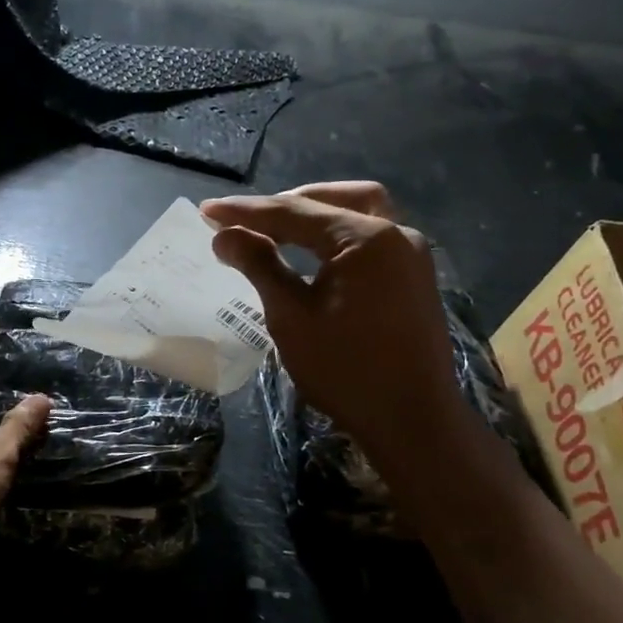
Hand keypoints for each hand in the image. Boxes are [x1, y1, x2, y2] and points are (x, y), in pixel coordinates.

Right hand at [200, 182, 472, 456]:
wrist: (413, 422)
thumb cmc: (346, 370)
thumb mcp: (291, 316)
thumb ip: (259, 265)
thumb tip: (224, 234)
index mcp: (366, 239)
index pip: (294, 212)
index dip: (247, 211)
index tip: (207, 211)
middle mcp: (396, 235)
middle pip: (334, 200)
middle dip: (287, 205)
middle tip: (247, 222)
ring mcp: (412, 256)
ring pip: (360, 213)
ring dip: (317, 215)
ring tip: (278, 231)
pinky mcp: (414, 278)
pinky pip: (373, 238)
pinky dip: (339, 236)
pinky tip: (314, 256)